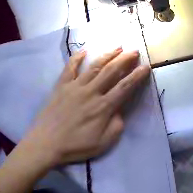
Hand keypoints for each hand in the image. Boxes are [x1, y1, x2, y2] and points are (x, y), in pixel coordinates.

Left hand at [20, 48, 149, 167]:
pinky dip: (76, 58)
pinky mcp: (61, 86)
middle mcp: (91, 92)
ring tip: (117, 46)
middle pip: (111, 71)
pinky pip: (70, 68)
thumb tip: (119, 111)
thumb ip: (116, 126)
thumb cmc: (75, 146)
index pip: (124, 87)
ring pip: (94, 66)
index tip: (146, 66)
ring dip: (107, 55)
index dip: (137, 76)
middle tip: (134, 50)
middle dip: (125, 59)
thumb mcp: (102, 144)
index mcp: (103, 107)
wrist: (46, 143)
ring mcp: (75, 86)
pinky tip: (83, 51)